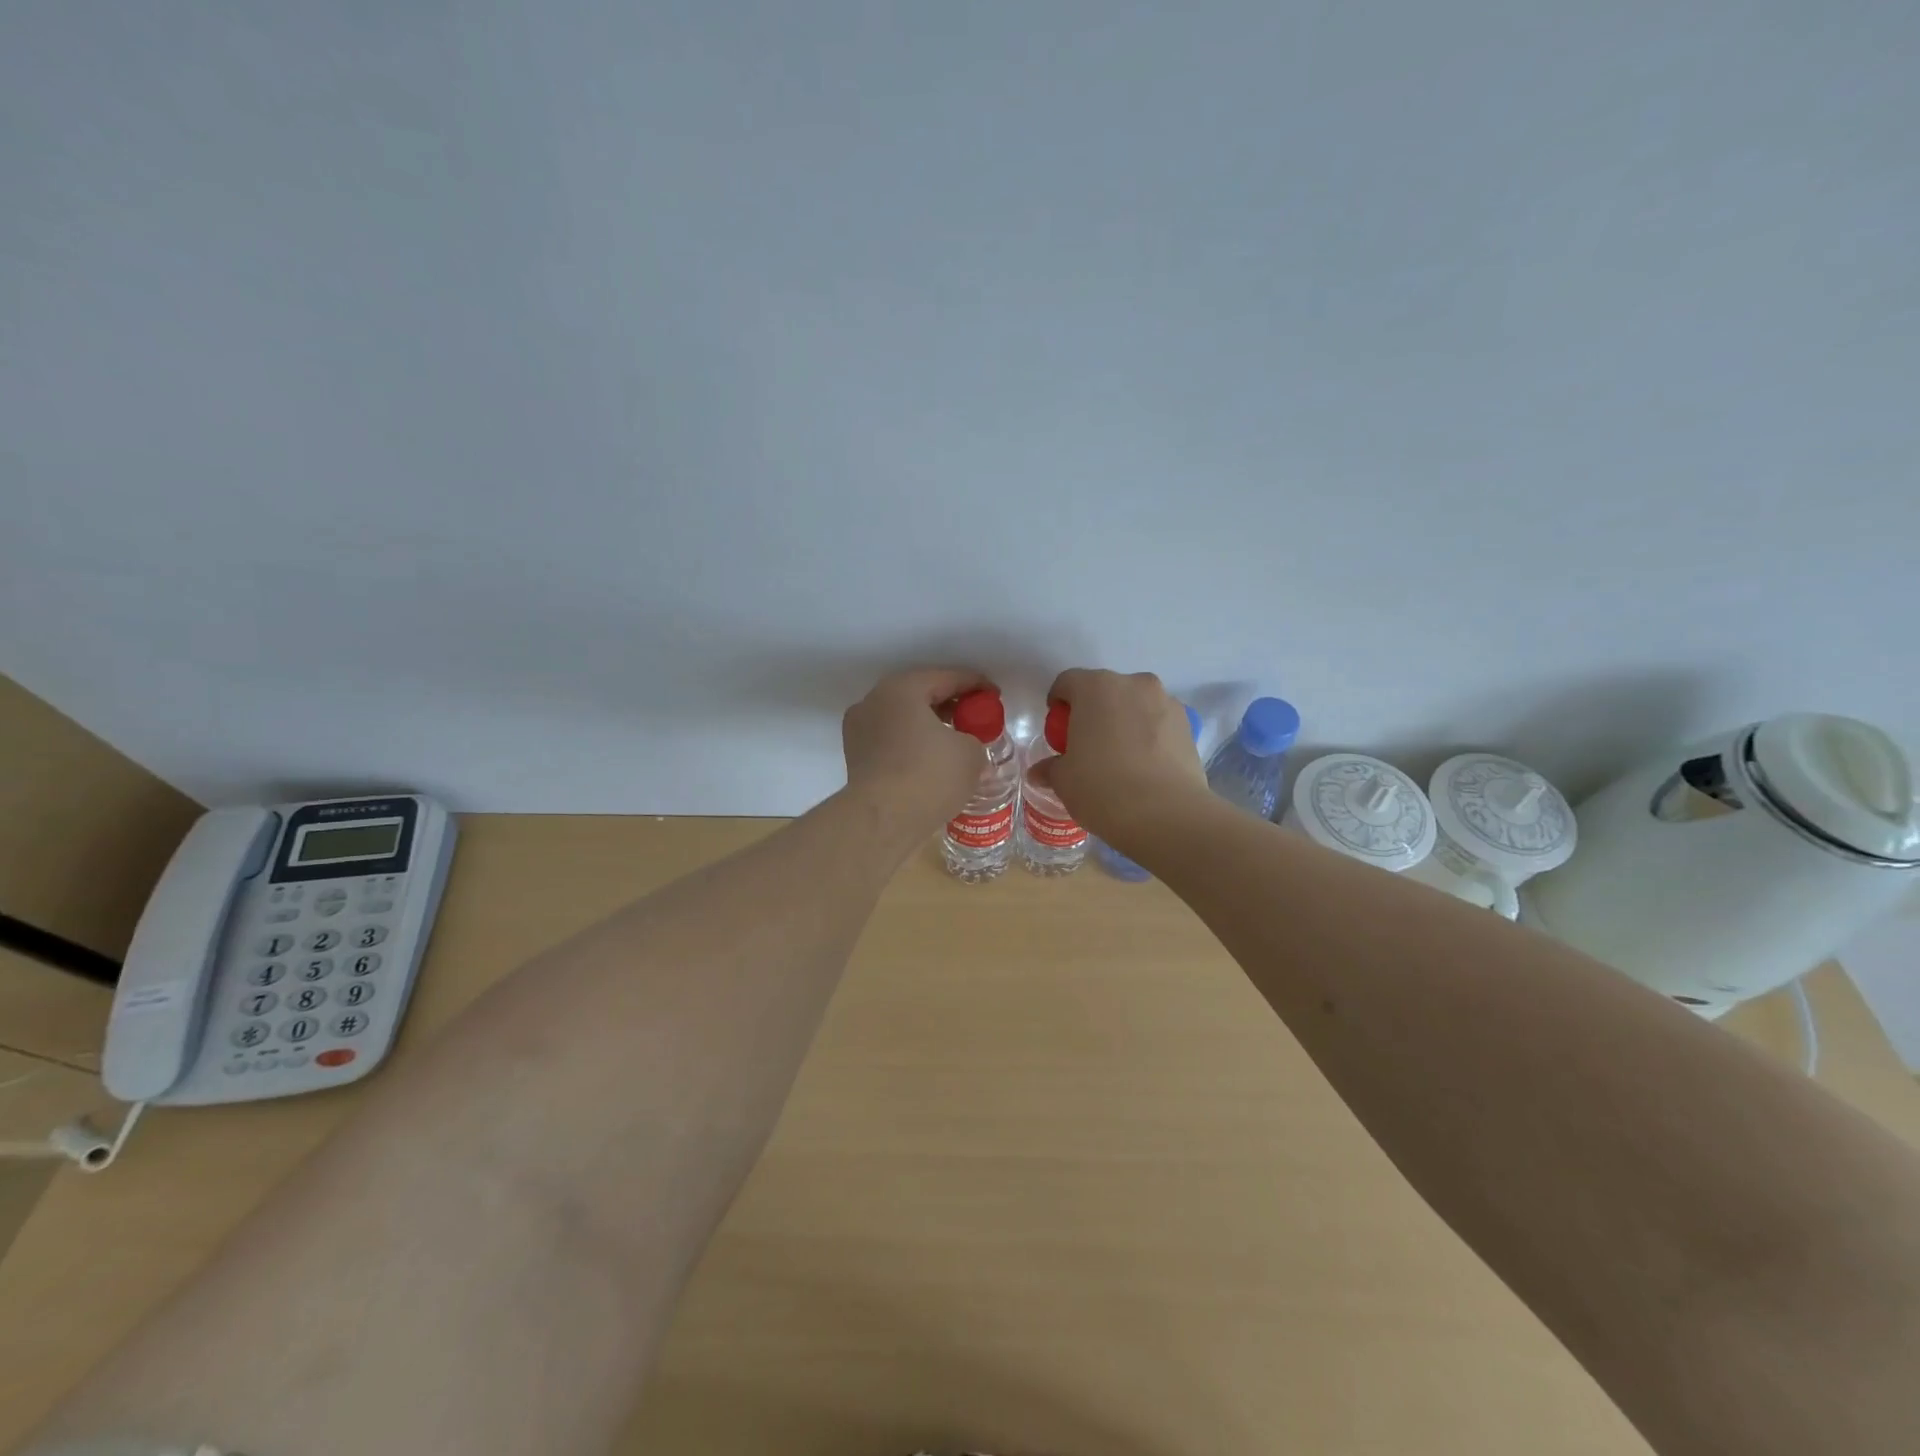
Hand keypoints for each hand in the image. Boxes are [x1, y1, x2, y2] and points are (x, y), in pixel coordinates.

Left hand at [842, 668, 991, 832]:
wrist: (882, 820)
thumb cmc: (929, 776)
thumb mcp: (970, 753)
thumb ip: (975, 739)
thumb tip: (968, 747)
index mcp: (902, 689)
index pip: (947, 677)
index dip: (976, 685)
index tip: (995, 695)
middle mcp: (875, 701)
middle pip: (921, 694)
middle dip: (950, 704)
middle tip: (976, 717)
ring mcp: (859, 729)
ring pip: (903, 718)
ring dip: (930, 726)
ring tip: (957, 740)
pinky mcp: (855, 757)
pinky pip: (892, 740)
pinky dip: (913, 744)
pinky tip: (932, 760)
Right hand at [1041, 669, 1207, 840]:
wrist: (1166, 814)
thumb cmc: (1102, 788)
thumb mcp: (1064, 781)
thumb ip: (1051, 768)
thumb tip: (1040, 772)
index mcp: (1095, 687)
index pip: (1067, 682)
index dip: (1058, 704)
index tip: (1058, 731)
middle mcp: (1133, 684)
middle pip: (1105, 690)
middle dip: (1093, 712)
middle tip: (1086, 745)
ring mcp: (1166, 702)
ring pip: (1136, 705)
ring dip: (1124, 721)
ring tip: (1119, 758)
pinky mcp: (1188, 725)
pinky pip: (1159, 723)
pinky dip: (1149, 736)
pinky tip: (1144, 767)